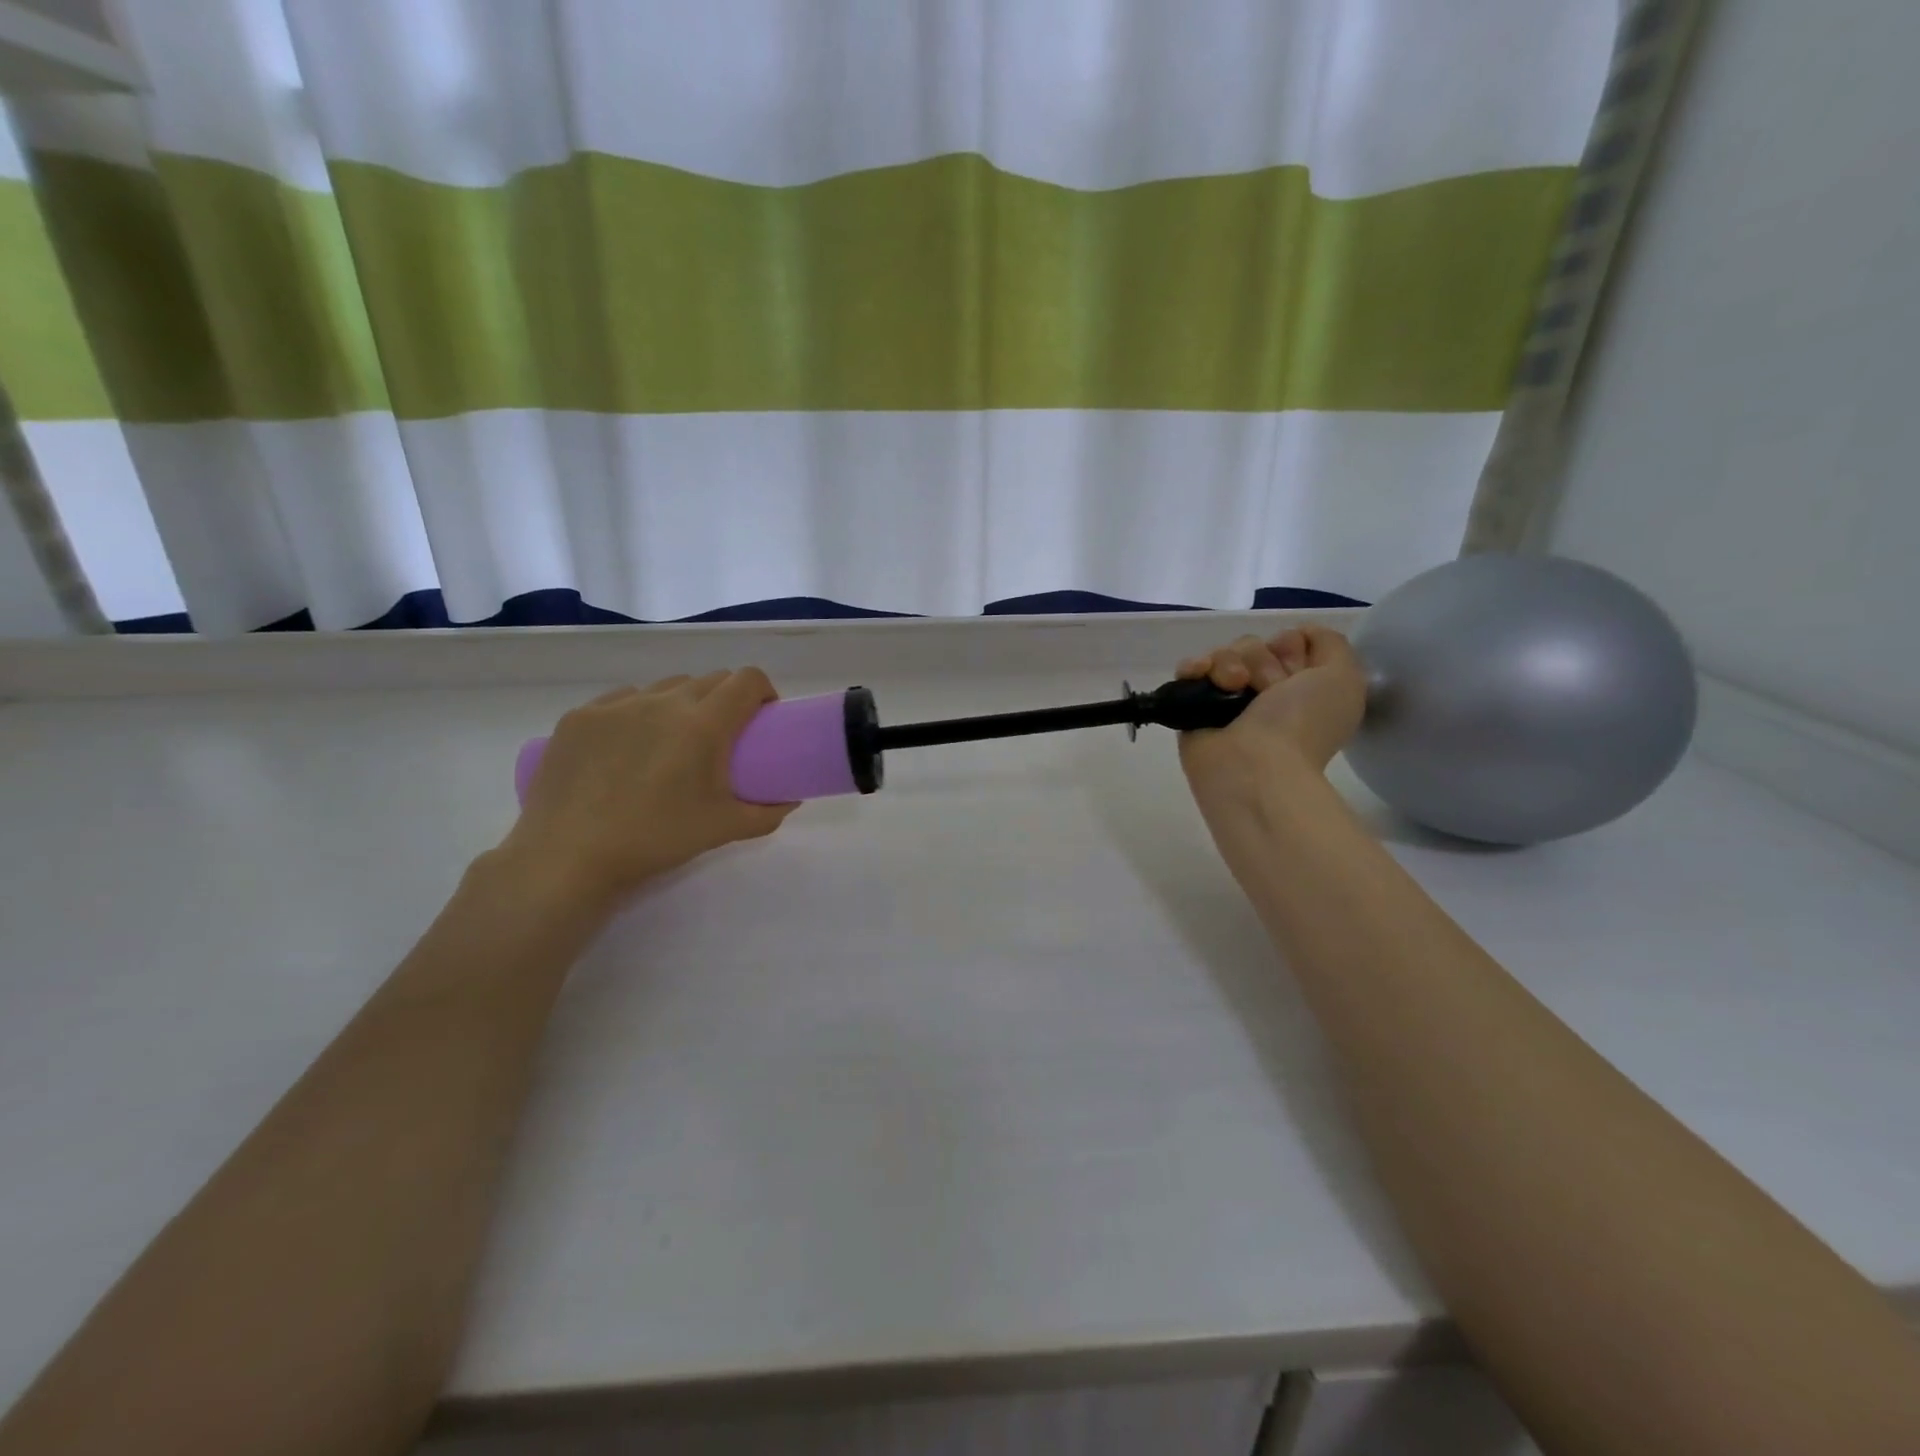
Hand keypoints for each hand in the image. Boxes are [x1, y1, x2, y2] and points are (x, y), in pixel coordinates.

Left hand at [498, 669, 794, 912]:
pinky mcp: (580, 716)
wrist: (569, 856)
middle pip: (709, 679)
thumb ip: (766, 813)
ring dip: (682, 703)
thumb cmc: (656, 839)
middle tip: (722, 737)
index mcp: (703, 724)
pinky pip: (622, 700)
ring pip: (665, 687)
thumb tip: (790, 800)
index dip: (763, 690)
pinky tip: (628, 747)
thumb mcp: (723, 829)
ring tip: (672, 741)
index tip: (763, 716)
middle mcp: (663, 702)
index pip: (747, 680)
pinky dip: (638, 713)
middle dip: (726, 699)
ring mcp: (617, 705)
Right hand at [1175, 626, 1367, 801]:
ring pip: (1223, 653)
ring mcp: (1226, 700)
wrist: (1255, 767)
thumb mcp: (1344, 678)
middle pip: (1253, 645)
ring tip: (1232, 687)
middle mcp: (1263, 693)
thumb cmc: (1303, 724)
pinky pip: (1189, 669)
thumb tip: (1297, 634)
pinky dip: (1193, 667)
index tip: (1296, 673)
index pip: (1287, 642)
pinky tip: (1200, 675)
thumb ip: (1330, 644)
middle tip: (1267, 690)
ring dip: (1229, 664)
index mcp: (1300, 689)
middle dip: (1260, 660)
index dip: (1292, 648)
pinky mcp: (1192, 706)